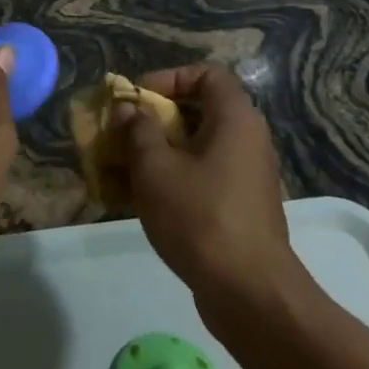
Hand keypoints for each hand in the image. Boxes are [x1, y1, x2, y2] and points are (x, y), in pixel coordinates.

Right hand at [116, 64, 302, 307]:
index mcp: (235, 120)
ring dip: (156, 152)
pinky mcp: (238, 208)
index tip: (138, 98)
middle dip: (153, 119)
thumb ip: (137, 130)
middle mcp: (247, 141)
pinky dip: (170, 180)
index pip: (207, 75)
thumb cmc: (200, 217)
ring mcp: (245, 177)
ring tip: (120, 167)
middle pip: (197, 112)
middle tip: (121, 132)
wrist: (249, 293)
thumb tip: (127, 108)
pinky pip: (201, 178)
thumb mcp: (156, 168)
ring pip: (195, 148)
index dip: (170, 78)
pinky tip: (136, 199)